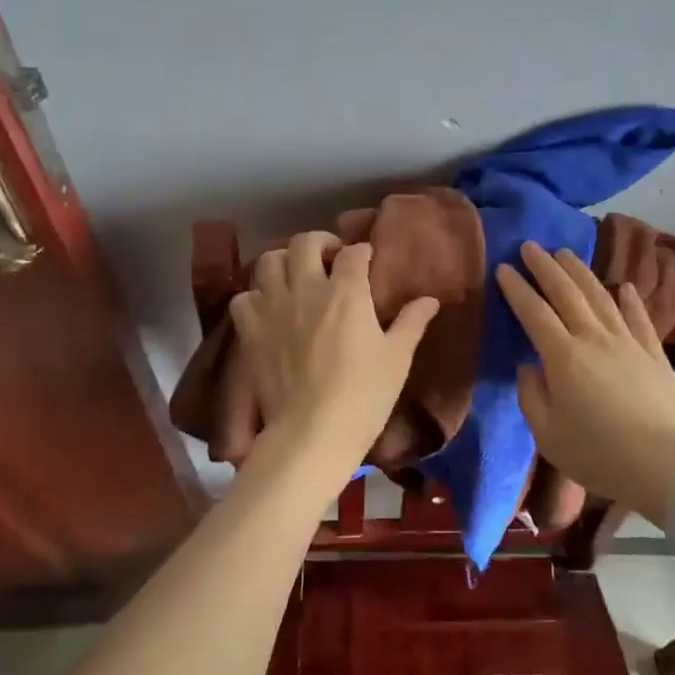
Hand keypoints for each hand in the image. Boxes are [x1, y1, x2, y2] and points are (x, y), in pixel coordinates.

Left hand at [230, 232, 439, 469]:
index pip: (354, 252)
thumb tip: (430, 299)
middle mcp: (307, 288)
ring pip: (270, 260)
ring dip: (284, 261)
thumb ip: (411, 322)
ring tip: (295, 276)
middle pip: (305, 242)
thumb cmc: (364, 395)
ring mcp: (274, 307)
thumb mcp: (397, 358)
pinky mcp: (250, 330)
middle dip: (320, 242)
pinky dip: (255, 296)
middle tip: (330, 259)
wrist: (312, 432)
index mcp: (347, 292)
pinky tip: (267, 307)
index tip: (367, 260)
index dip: (362, 251)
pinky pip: (244, 297)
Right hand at [497, 240, 674, 524]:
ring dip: (581, 272)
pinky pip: (640, 318)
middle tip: (530, 246)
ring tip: (566, 254)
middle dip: (545, 267)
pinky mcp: (655, 354)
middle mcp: (594, 338)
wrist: (666, 468)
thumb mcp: (548, 435)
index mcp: (563, 357)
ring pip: (601, 296)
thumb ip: (531, 397)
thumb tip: (529, 368)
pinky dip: (631, 299)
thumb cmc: (599, 455)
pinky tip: (625, 286)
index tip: (503, 268)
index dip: (517, 288)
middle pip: (566, 293)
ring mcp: (628, 342)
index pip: (534, 312)